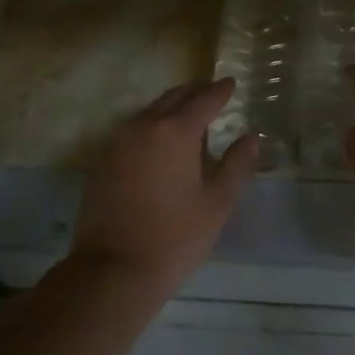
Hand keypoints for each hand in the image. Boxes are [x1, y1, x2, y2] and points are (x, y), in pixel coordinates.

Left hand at [70, 79, 258, 295]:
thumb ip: (236, 165)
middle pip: (173, 98)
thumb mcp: (216, 203)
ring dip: (171, 109)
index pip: (203, 100)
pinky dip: (152, 127)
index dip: (220, 91)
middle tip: (212, 94)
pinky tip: (161, 144)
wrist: (112, 271)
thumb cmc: (174, 237)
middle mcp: (144, 127)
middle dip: (194, 93)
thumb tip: (252, 137)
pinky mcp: (103, 162)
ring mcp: (118, 144)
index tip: (231, 83)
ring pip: (150, 112)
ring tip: (190, 118)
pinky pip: (133, 131)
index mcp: (175, 132)